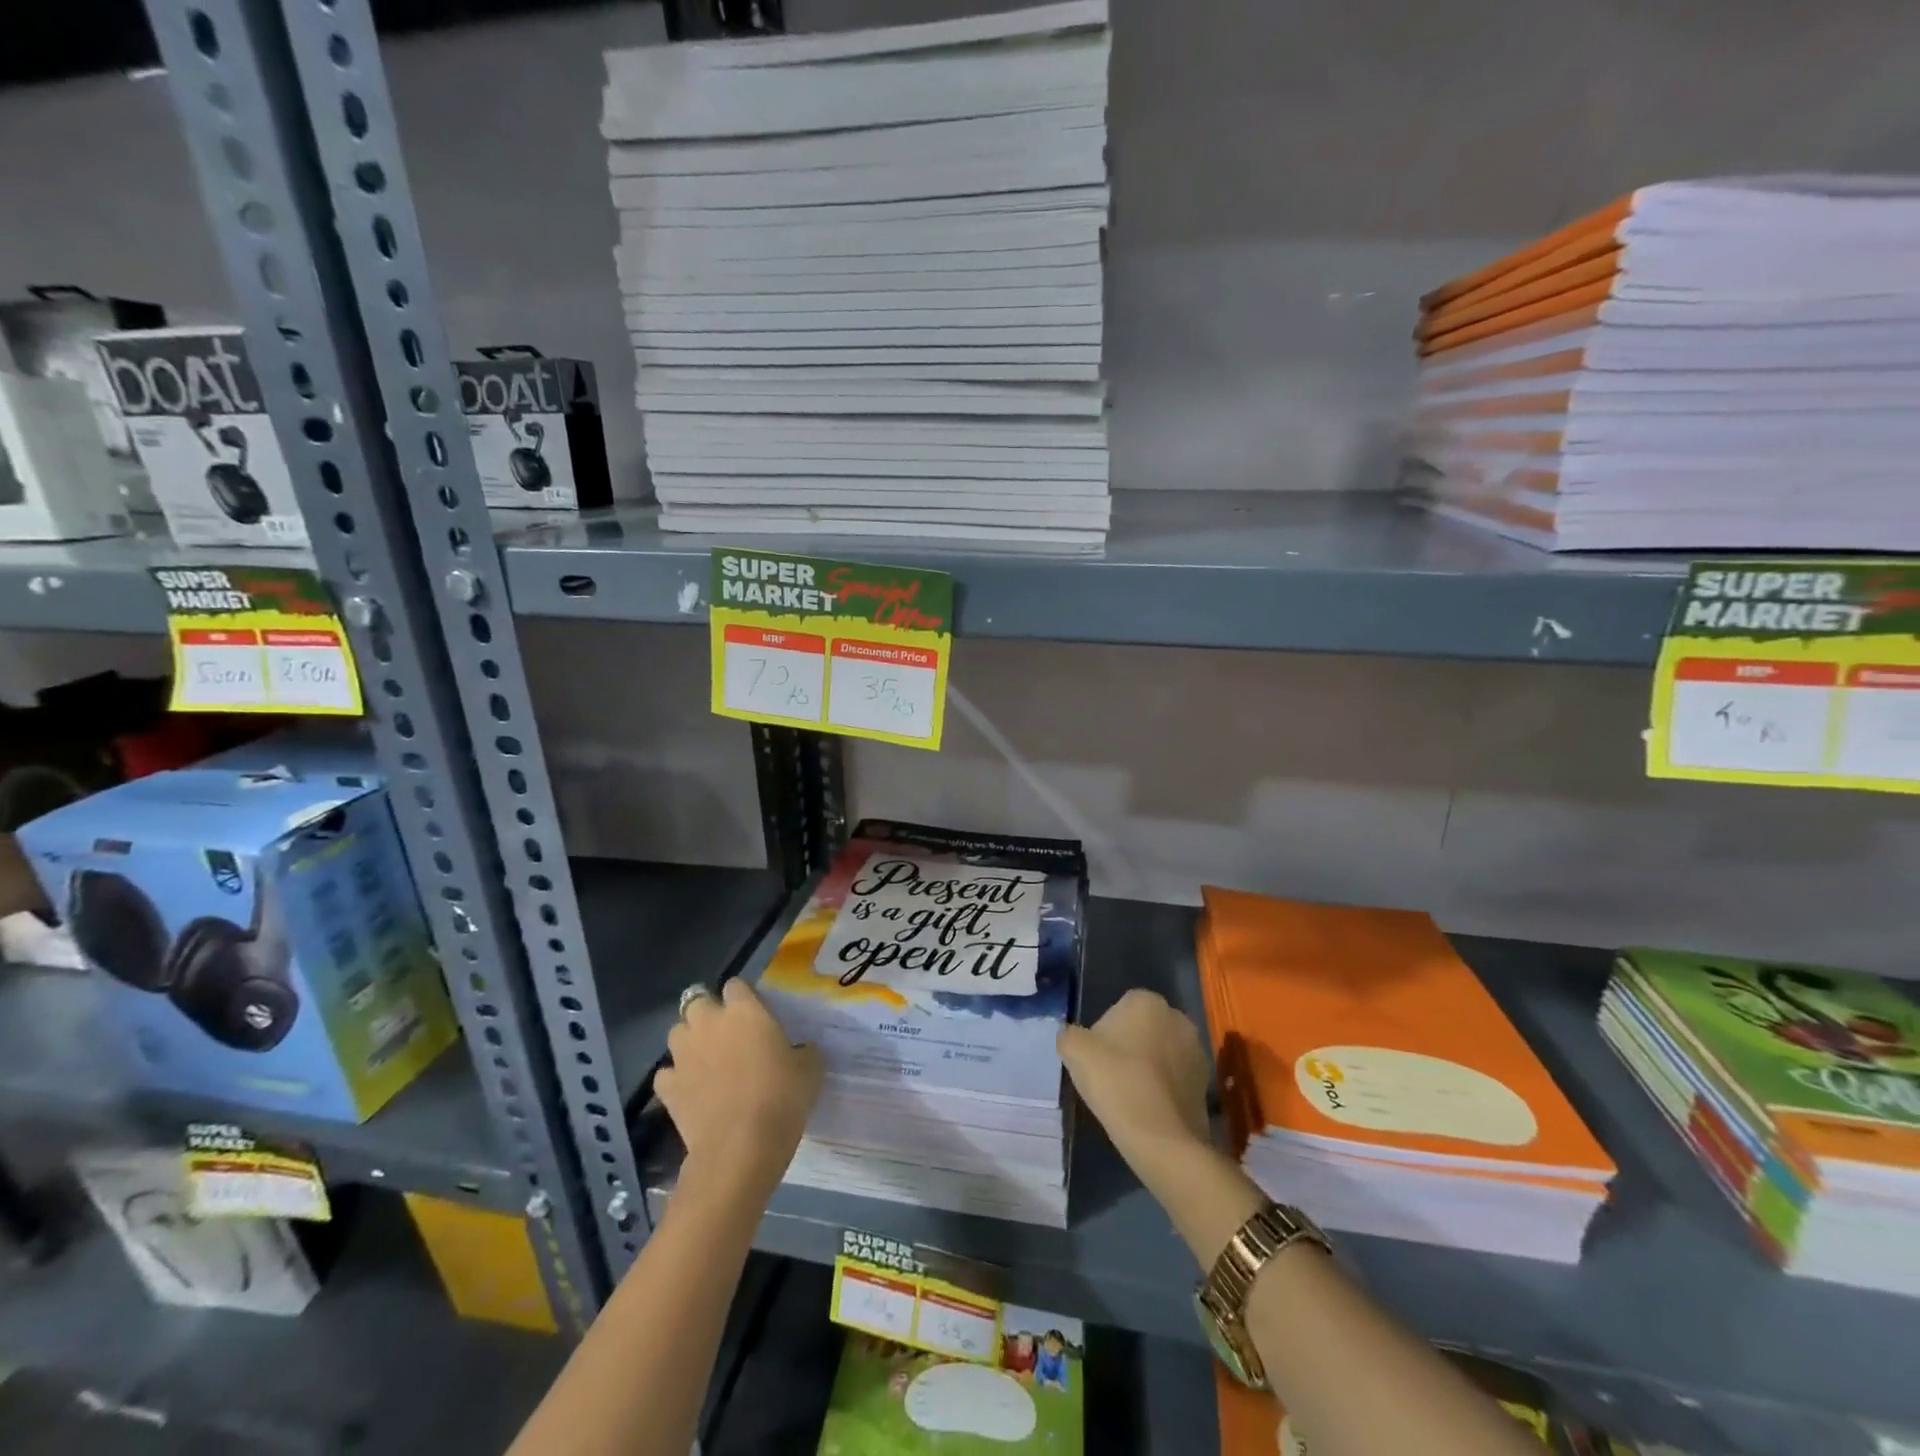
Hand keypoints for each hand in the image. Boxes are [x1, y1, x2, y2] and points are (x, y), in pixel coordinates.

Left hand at [656, 979, 822, 1194]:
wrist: (741, 1146)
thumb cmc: (782, 1097)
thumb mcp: (810, 1068)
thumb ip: (802, 1050)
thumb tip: (800, 1049)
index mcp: (745, 1010)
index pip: (736, 985)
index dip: (743, 997)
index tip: (754, 1013)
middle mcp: (709, 1023)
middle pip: (696, 1001)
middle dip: (707, 1012)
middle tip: (725, 1032)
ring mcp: (683, 1054)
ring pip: (677, 1032)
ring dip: (689, 1040)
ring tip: (705, 1058)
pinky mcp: (667, 1087)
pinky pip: (667, 1073)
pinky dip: (675, 1078)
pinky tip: (689, 1089)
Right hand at [1058, 989, 1210, 1172]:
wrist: (1161, 1138)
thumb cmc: (1116, 1082)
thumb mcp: (1074, 1051)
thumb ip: (1069, 1035)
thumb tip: (1072, 1037)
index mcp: (1146, 1001)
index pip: (1119, 1008)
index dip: (1104, 1033)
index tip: (1096, 1059)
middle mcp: (1177, 1017)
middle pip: (1143, 1028)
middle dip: (1129, 1046)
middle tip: (1111, 1075)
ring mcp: (1196, 1049)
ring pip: (1161, 1052)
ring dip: (1148, 1066)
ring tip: (1130, 1094)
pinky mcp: (1207, 1081)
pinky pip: (1176, 1076)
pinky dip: (1163, 1086)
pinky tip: (1149, 1108)